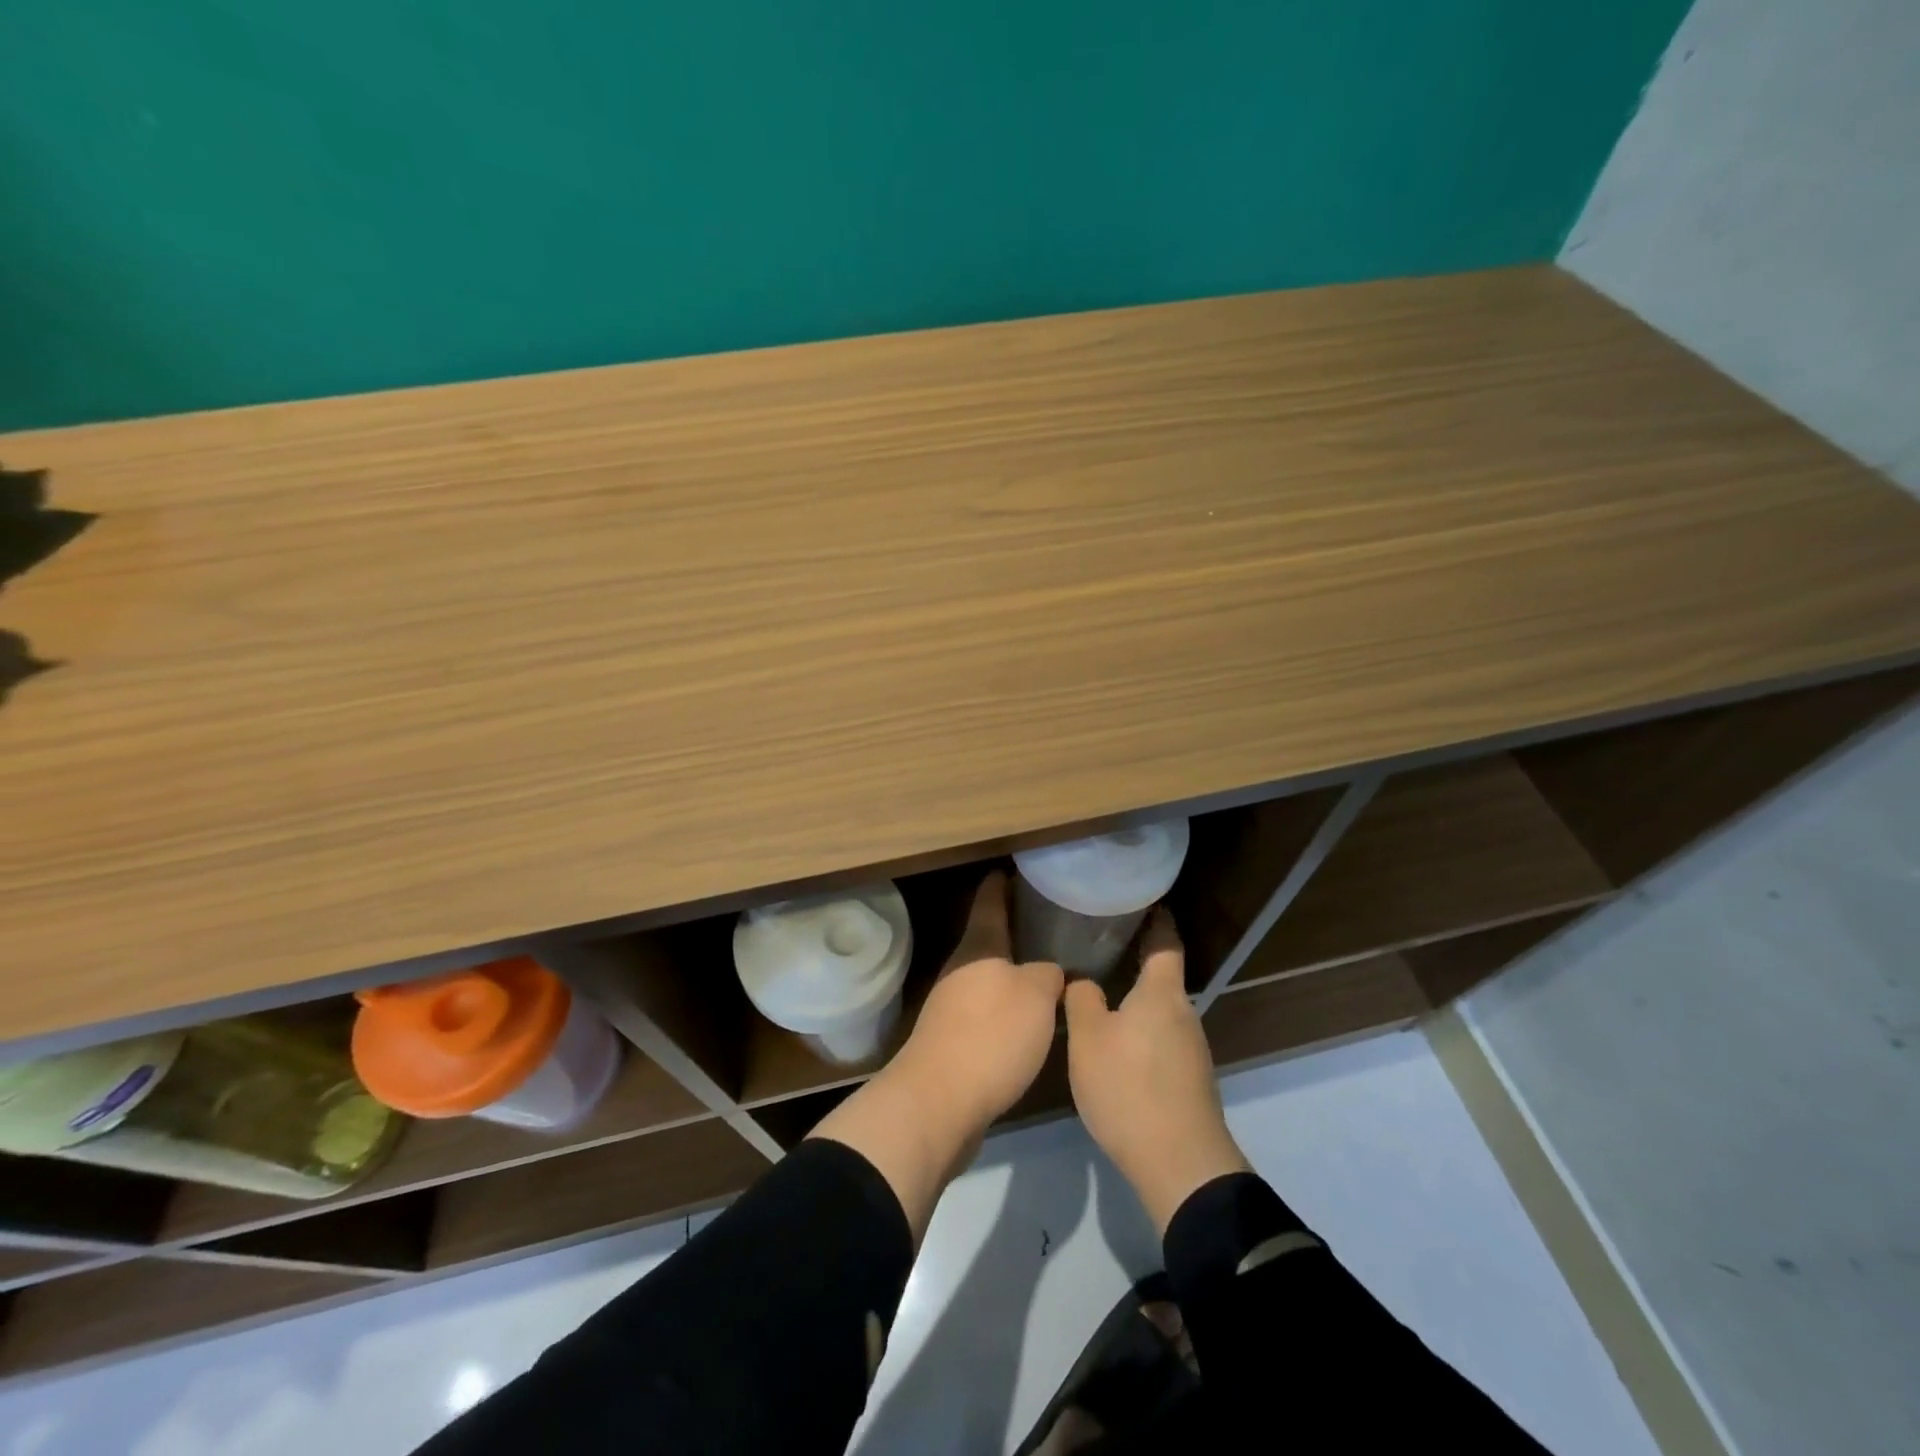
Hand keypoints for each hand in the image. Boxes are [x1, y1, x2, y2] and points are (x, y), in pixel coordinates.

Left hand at [810, 871, 1063, 1239]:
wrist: (938, 1103)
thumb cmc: (990, 1036)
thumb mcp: (1036, 997)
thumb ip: (1048, 976)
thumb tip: (1050, 973)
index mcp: (978, 949)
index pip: (990, 904)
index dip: (1000, 886)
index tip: (1009, 869)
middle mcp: (959, 972)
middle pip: (987, 944)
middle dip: (1012, 935)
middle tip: (1045, 927)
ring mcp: (949, 1009)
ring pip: (986, 981)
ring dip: (1010, 978)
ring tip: (1044, 977)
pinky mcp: (950, 1045)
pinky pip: (984, 1016)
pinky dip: (1004, 1013)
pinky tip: (1027, 1026)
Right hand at [1064, 909, 1249, 1232]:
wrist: (1180, 1165)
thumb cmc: (1130, 1088)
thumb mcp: (1088, 1039)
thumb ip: (1082, 1000)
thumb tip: (1083, 980)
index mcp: (1162, 994)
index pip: (1165, 942)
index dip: (1156, 919)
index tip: (1143, 901)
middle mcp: (1184, 1014)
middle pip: (1163, 978)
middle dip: (1137, 961)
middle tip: (1102, 947)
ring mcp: (1192, 1050)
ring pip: (1161, 1012)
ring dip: (1138, 1001)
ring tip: (1103, 994)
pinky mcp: (1190, 1081)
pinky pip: (1163, 1040)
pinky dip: (1142, 1032)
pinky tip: (1118, 1046)